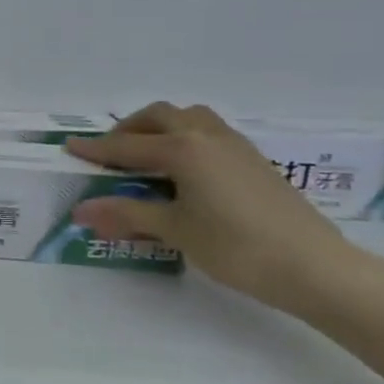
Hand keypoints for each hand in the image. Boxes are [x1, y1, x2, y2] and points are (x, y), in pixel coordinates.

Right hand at [66, 103, 360, 312]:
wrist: (314, 266)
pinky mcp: (254, 160)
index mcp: (183, 149)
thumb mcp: (175, 230)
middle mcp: (207, 136)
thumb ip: (127, 215)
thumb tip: (81, 211)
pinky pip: (209, 133)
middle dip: (129, 130)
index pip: (127, 146)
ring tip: (146, 155)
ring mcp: (235, 145)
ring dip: (161, 128)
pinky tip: (184, 170)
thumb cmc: (236, 247)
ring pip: (189, 118)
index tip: (69, 147)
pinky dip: (185, 139)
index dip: (95, 149)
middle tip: (110, 153)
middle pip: (159, 117)